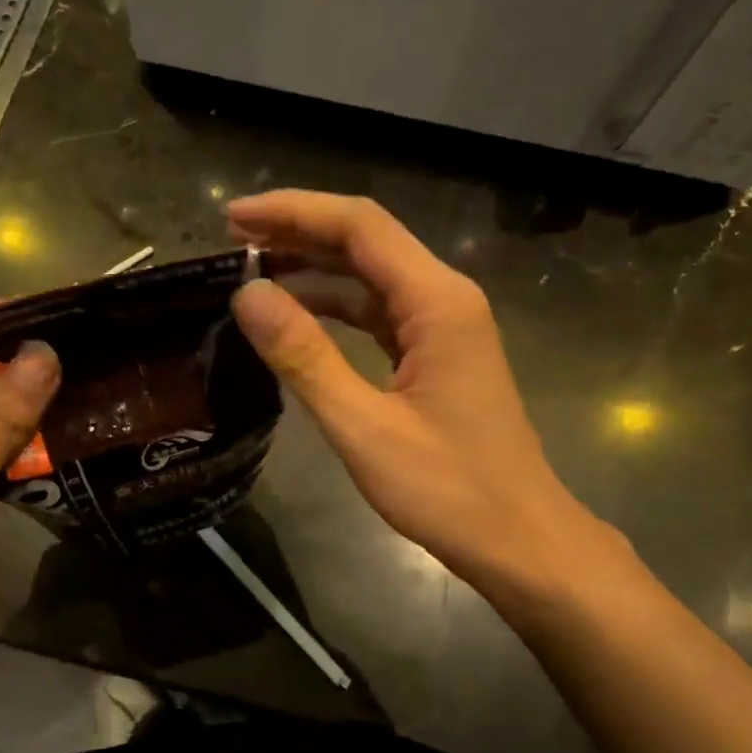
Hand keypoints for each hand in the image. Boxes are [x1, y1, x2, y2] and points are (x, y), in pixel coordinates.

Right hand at [229, 191, 600, 595]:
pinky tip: (298, 316)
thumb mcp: (364, 427)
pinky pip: (380, 314)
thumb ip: (305, 357)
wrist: (520, 540)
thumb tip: (247, 295)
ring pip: (372, 277)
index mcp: (437, 302)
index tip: (231, 219)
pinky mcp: (438, 356)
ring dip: (314, 268)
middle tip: (232, 241)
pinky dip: (337, 307)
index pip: (359, 226)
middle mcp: (445, 299)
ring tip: (252, 271)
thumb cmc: (449, 491)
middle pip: (366, 242)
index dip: (292, 212)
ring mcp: (445, 328)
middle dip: (298, 232)